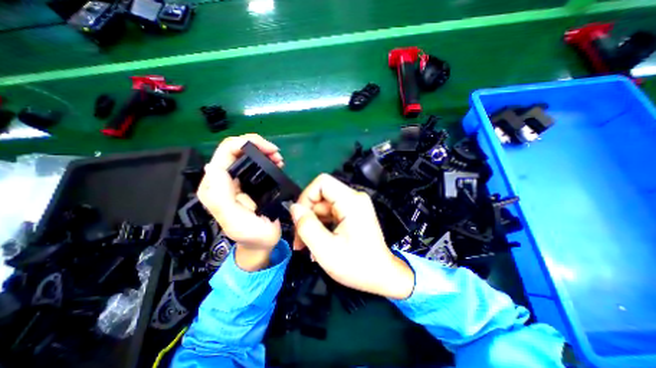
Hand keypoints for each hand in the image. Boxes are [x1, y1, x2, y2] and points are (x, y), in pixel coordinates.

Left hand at [199, 134, 282, 271]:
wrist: (261, 243)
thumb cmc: (252, 235)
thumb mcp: (236, 221)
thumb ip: (222, 198)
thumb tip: (213, 167)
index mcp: (215, 187)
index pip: (225, 152)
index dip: (246, 143)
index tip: (270, 150)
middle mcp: (222, 180)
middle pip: (235, 149)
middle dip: (257, 146)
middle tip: (277, 154)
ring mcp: (234, 180)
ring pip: (245, 154)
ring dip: (263, 151)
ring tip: (278, 159)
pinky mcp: (246, 182)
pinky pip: (253, 163)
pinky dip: (266, 159)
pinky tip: (276, 164)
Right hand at [289, 175, 410, 298]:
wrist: (382, 276)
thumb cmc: (357, 266)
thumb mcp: (326, 250)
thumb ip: (306, 226)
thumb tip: (294, 208)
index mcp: (351, 201)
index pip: (322, 182)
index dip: (306, 197)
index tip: (299, 218)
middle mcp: (354, 198)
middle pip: (321, 195)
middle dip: (307, 215)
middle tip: (300, 240)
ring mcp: (354, 205)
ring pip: (323, 205)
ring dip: (312, 223)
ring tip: (307, 245)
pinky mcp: (353, 212)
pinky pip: (330, 212)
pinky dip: (321, 225)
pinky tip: (318, 242)